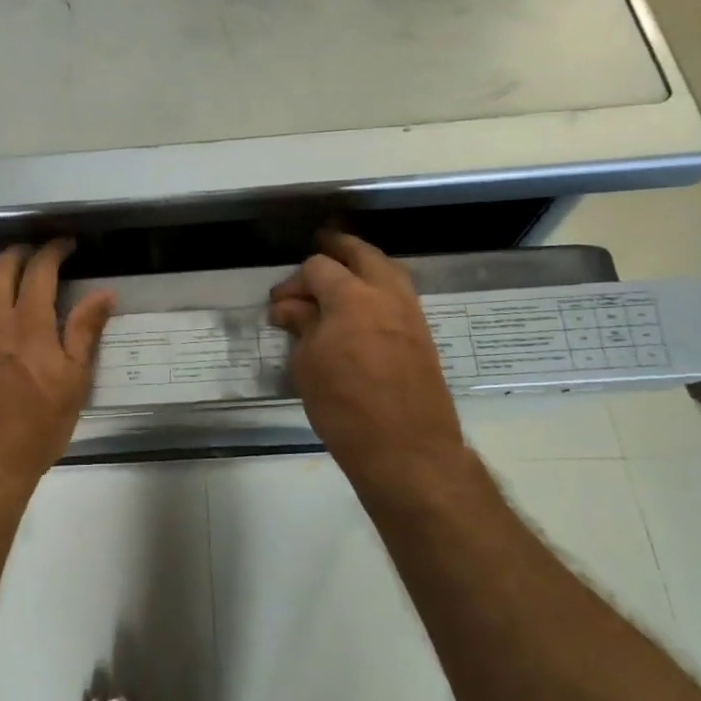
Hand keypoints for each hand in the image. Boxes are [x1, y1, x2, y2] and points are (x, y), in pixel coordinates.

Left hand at [0, 241, 116, 498]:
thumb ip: (85, 332)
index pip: (40, 269)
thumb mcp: (74, 383)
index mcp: (29, 325)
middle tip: (33, 256)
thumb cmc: (36, 428)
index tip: (64, 246)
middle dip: (20, 252)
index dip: (53, 250)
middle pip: (0, 266)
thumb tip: (104, 293)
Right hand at [268, 232, 468, 486]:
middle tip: (316, 251)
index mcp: (352, 296)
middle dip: (337, 249)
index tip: (278, 306)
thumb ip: (301, 326)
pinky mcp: (422, 335)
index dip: (293, 282)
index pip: (318, 267)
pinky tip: (360, 309)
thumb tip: (290, 307)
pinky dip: (378, 289)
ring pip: (388, 270)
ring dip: (362, 267)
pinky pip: (398, 295)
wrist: (407, 450)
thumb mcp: (307, 365)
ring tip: (339, 278)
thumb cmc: (344, 406)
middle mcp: (386, 294)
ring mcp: (410, 313)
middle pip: (362, 254)